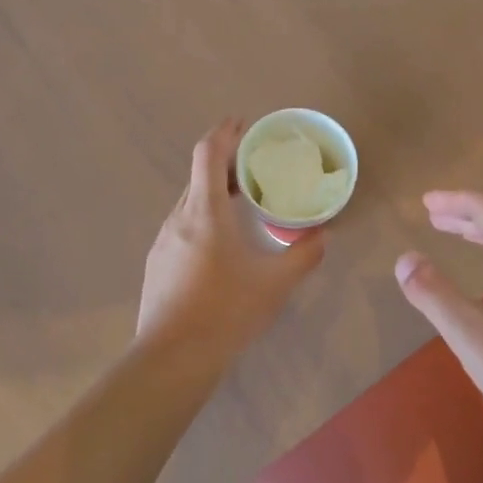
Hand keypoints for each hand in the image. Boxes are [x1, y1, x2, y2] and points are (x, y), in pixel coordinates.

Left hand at [137, 120, 324, 365]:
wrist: (171, 359)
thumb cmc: (226, 312)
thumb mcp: (275, 284)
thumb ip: (304, 255)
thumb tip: (323, 234)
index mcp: (205, 212)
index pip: (208, 154)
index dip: (225, 132)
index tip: (243, 122)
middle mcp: (179, 217)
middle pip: (199, 174)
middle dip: (226, 160)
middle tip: (255, 161)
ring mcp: (164, 240)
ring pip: (190, 200)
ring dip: (215, 189)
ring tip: (243, 198)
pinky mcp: (158, 262)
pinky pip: (183, 223)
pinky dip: (204, 214)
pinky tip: (221, 240)